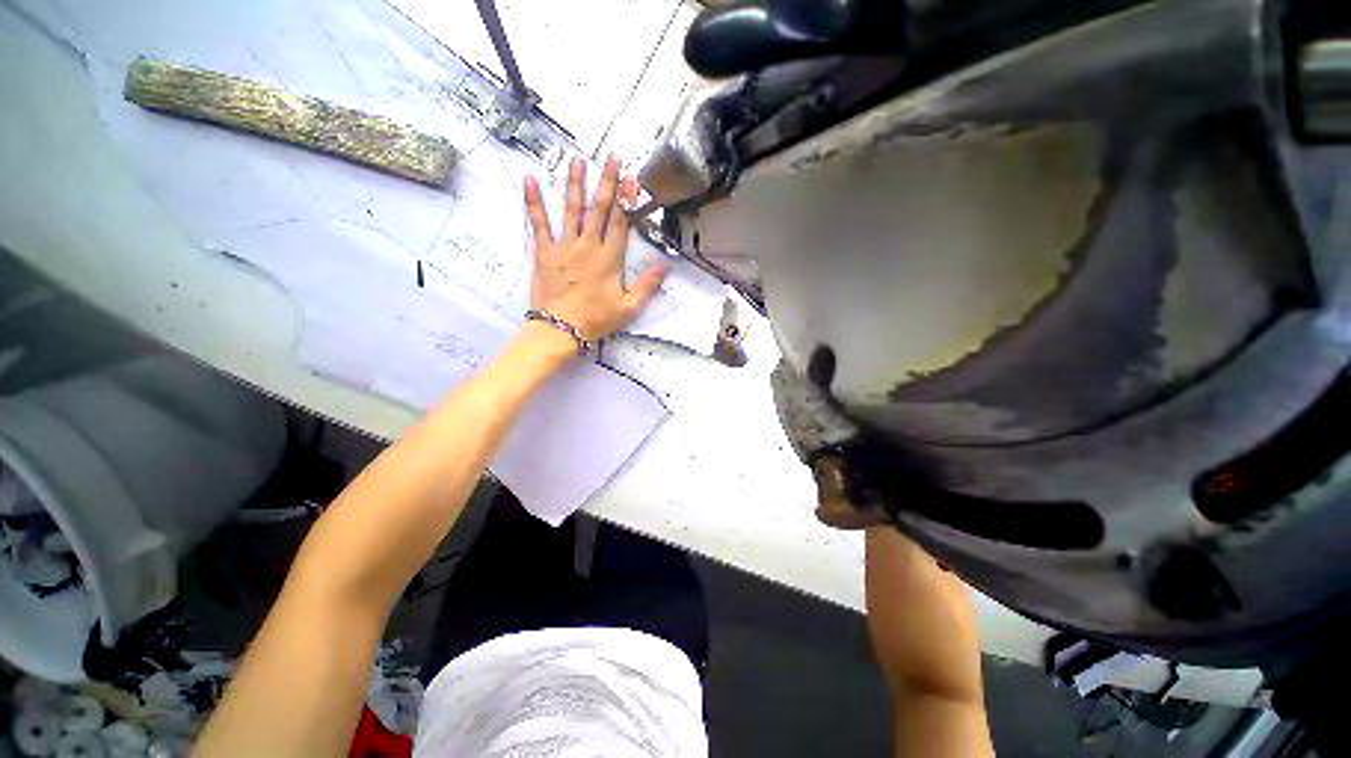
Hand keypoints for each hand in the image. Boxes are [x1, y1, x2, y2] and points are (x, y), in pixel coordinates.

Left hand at [525, 155, 668, 342]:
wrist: (561, 330)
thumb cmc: (597, 320)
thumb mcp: (629, 307)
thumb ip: (648, 285)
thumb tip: (665, 264)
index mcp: (610, 258)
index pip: (622, 222)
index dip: (628, 199)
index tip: (632, 177)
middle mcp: (588, 246)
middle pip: (600, 209)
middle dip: (607, 182)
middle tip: (611, 157)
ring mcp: (564, 246)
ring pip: (572, 210)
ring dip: (575, 184)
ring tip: (577, 159)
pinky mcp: (545, 252)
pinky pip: (539, 223)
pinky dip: (534, 202)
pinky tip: (530, 179)